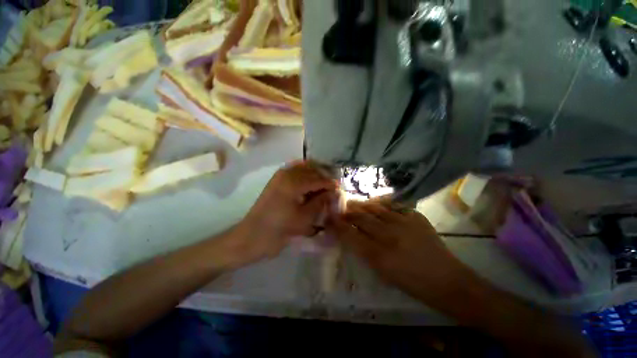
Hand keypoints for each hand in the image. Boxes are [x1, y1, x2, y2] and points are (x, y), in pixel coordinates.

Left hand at [231, 161, 337, 263]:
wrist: (253, 235)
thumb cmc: (280, 229)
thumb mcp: (305, 218)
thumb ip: (320, 202)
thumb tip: (332, 192)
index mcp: (294, 183)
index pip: (318, 179)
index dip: (330, 183)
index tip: (339, 188)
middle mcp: (287, 174)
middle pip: (311, 170)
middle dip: (323, 176)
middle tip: (332, 186)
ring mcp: (280, 175)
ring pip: (303, 167)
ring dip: (314, 173)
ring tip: (322, 183)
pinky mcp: (276, 179)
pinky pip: (293, 170)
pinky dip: (304, 172)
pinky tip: (309, 181)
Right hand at [327, 200, 470, 303]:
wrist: (446, 280)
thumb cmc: (411, 282)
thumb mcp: (382, 272)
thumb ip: (363, 251)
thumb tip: (350, 234)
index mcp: (379, 256)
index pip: (350, 235)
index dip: (337, 225)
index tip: (329, 218)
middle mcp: (389, 236)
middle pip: (361, 218)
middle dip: (347, 212)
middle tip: (341, 209)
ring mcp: (404, 223)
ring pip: (374, 208)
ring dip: (361, 205)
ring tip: (354, 203)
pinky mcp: (415, 216)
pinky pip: (392, 205)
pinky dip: (380, 203)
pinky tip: (375, 204)